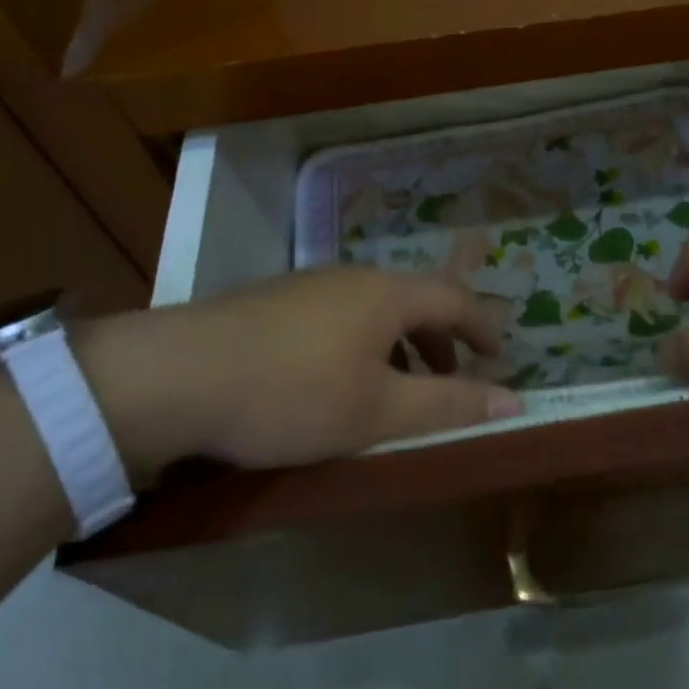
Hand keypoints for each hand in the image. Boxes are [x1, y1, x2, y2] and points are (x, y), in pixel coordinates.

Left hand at [74, 268, 522, 483]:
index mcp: (388, 294)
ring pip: (376, 308)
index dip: (484, 328)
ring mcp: (311, 285)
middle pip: (416, 299)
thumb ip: (448, 405)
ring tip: (399, 387)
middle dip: (443, 339)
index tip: (501, 357)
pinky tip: (340, 379)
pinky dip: (365, 343)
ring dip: (402, 344)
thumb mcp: (378, 411)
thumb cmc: (291, 394)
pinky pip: (342, 315)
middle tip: (454, 379)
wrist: (174, 377)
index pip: (456, 299)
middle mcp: (354, 277)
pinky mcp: (277, 302)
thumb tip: (514, 401)